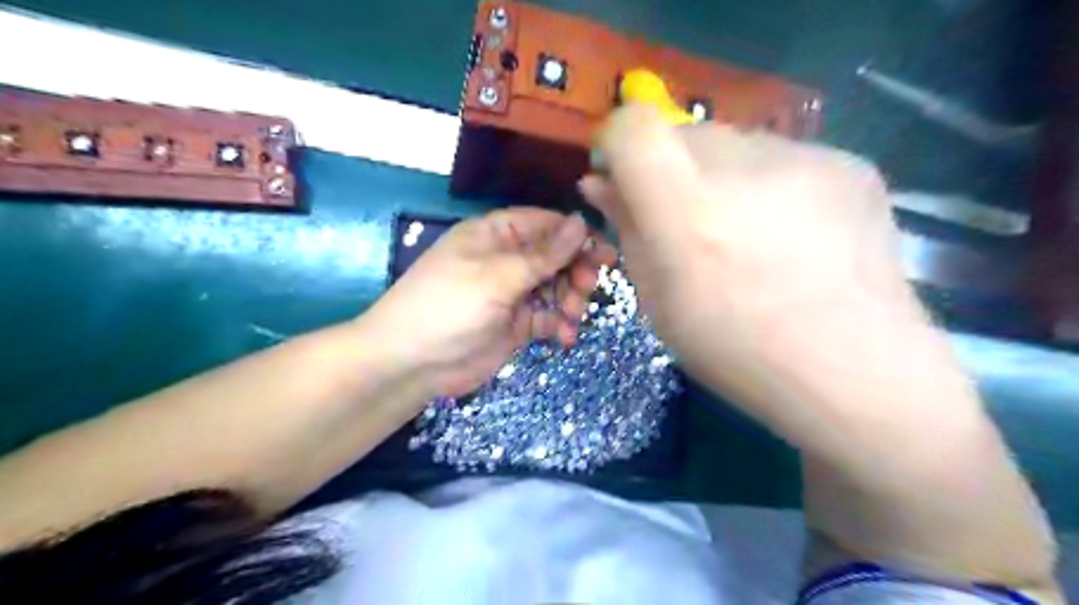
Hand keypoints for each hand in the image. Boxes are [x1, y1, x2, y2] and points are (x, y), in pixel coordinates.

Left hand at [362, 207, 614, 401]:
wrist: (413, 363)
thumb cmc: (449, 306)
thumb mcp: (497, 276)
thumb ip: (543, 254)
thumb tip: (581, 222)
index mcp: (496, 234)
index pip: (545, 224)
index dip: (576, 236)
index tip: (604, 253)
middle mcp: (507, 259)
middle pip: (556, 257)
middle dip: (576, 271)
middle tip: (587, 287)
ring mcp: (513, 293)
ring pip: (557, 287)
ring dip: (571, 300)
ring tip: (570, 317)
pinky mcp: (517, 324)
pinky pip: (549, 317)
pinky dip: (560, 325)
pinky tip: (564, 337)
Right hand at [578, 107, 913, 388]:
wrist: (855, 369)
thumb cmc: (737, 349)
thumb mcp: (658, 301)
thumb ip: (629, 230)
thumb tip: (602, 184)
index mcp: (686, 210)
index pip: (633, 127)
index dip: (617, 144)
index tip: (622, 179)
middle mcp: (743, 165)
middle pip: (682, 131)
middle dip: (670, 169)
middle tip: (688, 221)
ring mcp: (804, 157)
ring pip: (734, 143)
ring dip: (721, 177)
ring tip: (748, 233)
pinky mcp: (847, 162)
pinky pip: (783, 158)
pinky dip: (769, 185)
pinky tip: (792, 235)